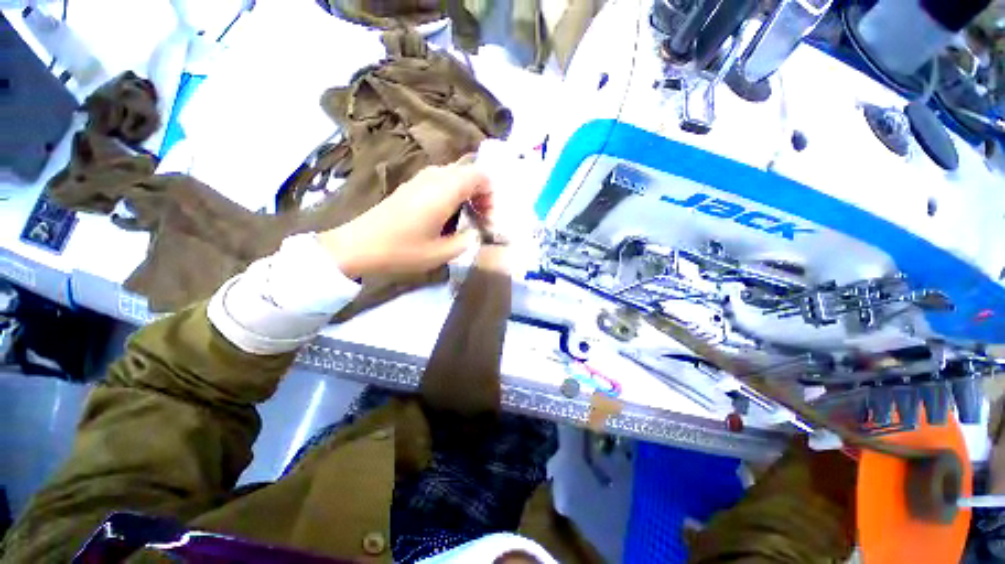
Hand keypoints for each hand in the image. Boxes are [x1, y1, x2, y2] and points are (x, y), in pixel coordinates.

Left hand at [318, 161, 492, 278]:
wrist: (359, 245)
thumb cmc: (403, 250)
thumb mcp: (442, 253)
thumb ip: (467, 241)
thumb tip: (476, 233)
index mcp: (444, 190)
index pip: (479, 175)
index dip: (490, 193)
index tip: (487, 216)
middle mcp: (433, 177)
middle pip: (467, 171)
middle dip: (480, 191)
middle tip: (480, 215)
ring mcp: (419, 179)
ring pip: (453, 174)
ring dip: (466, 190)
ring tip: (466, 214)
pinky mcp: (410, 185)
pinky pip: (439, 179)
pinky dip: (451, 190)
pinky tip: (447, 213)